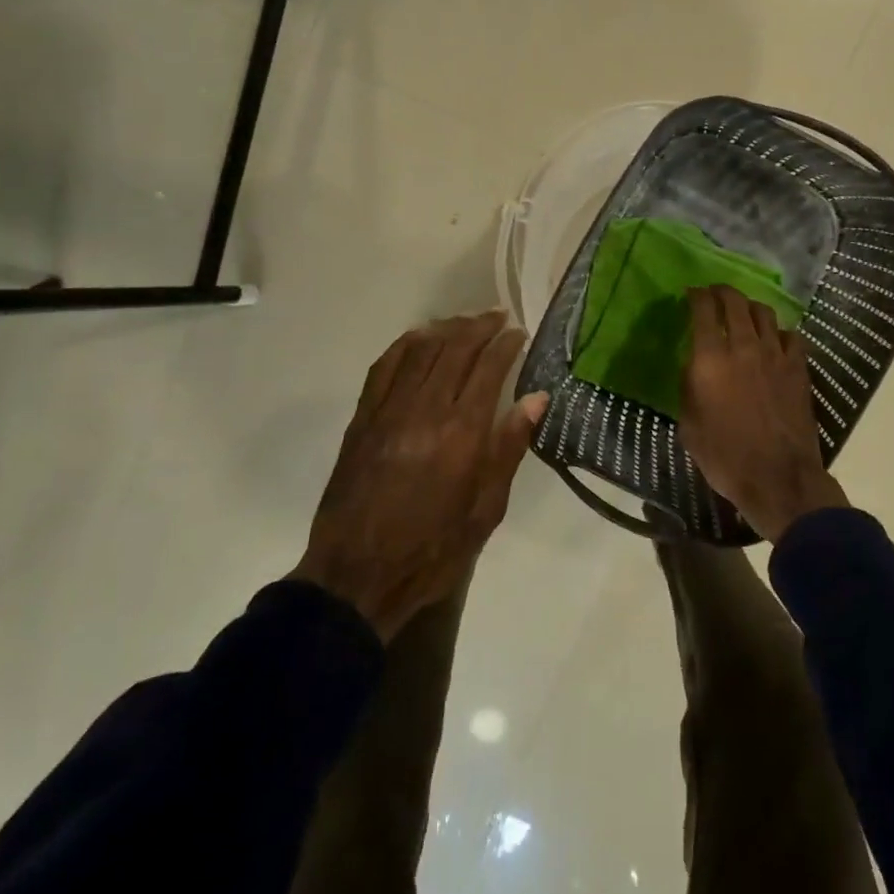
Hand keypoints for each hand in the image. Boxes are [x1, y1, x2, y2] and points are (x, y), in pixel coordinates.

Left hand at [293, 311, 547, 641]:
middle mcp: (425, 409)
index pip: (488, 368)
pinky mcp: (362, 418)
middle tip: (498, 317)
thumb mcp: (486, 510)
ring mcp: (388, 410)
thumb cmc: (433, 549)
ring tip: (466, 322)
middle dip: (480, 326)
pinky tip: (420, 338)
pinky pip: (384, 366)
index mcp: (462, 433)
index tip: (519, 333)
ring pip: (420, 350)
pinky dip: (405, 344)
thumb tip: (536, 398)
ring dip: (446, 328)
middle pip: (455, 349)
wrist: (357, 576)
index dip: (506, 344)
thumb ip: (510, 447)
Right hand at [679, 286, 847, 542]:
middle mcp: (743, 347)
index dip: (696, 295)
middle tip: (715, 293)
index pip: (703, 310)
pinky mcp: (798, 368)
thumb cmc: (725, 457)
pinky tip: (774, 340)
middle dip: (722, 291)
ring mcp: (775, 355)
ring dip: (750, 307)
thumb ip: (689, 387)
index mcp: (710, 359)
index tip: (691, 293)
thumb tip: (695, 367)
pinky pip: (791, 336)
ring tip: (744, 312)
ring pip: (764, 313)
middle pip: (735, 302)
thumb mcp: (689, 425)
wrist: (778, 478)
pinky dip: (779, 332)